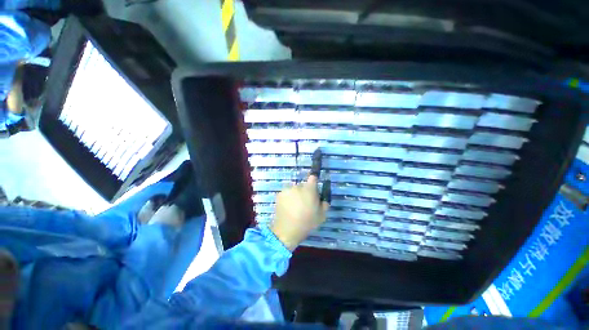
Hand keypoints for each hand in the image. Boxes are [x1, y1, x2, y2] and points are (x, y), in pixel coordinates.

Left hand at [271, 175, 328, 250]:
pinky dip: (288, 198)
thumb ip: (324, 204)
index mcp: (309, 190)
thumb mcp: (321, 216)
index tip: (313, 187)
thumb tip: (322, 199)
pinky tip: (288, 208)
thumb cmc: (306, 223)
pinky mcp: (279, 194)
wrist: (286, 231)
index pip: (313, 178)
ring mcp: (287, 190)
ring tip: (295, 207)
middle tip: (304, 203)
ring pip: (294, 190)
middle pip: (303, 185)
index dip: (314, 181)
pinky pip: (286, 194)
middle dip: (305, 192)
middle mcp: (298, 186)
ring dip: (295, 195)